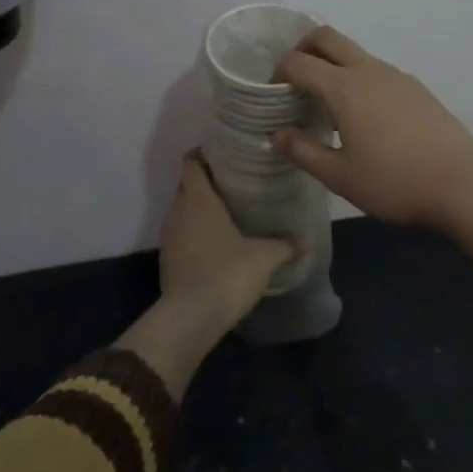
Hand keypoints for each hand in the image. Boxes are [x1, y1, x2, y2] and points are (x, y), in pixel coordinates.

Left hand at [159, 152, 298, 332]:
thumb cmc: (227, 273)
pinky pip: (182, 233)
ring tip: (229, 210)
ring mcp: (169, 236)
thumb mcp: (264, 257)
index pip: (191, 162)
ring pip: (183, 209)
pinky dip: (196, 231)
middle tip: (236, 181)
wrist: (190, 318)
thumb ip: (285, 245)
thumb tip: (305, 241)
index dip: (204, 153)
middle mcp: (178, 211)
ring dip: (200, 207)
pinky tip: (218, 241)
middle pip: (187, 184)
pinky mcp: (168, 259)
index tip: (226, 153)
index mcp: (198, 199)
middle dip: (207, 180)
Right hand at [273, 27, 472, 230]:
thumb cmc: (393, 182)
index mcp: (345, 87)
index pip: (298, 62)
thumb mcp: (339, 176)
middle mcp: (369, 70)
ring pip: (354, 53)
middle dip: (303, 48)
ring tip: (327, 104)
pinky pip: (377, 70)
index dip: (278, 72)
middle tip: (293, 79)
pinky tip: (364, 116)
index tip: (272, 94)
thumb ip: (302, 151)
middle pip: (327, 37)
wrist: (461, 184)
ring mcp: (397, 76)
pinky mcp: (416, 88)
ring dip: (332, 64)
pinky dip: (358, 78)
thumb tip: (275, 135)